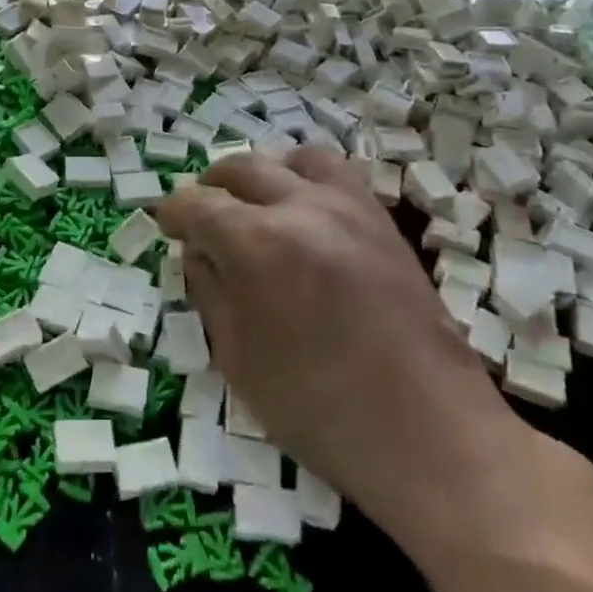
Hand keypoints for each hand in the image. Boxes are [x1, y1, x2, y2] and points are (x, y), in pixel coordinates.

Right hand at [157, 150, 541, 563]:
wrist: (428, 432)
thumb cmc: (318, 409)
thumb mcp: (238, 358)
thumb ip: (209, 290)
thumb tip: (197, 250)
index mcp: (256, 244)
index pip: (196, 204)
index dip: (172, 212)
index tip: (165, 224)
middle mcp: (300, 207)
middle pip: (240, 169)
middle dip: (211, 188)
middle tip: (202, 218)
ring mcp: (347, 206)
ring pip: (290, 159)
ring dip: (261, 176)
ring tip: (254, 206)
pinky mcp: (380, 218)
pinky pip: (335, 173)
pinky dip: (305, 179)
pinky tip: (303, 215)